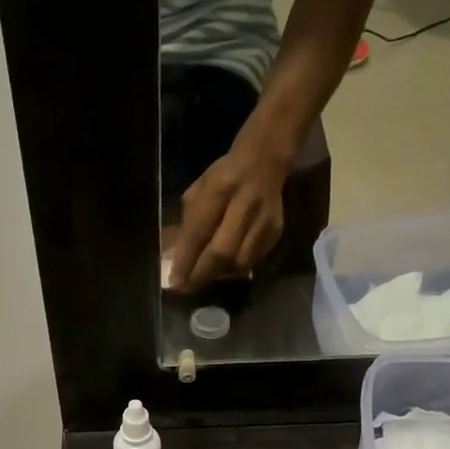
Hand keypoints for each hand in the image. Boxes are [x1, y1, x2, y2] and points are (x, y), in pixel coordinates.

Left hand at [170, 133, 292, 291]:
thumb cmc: (224, 176)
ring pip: (239, 262)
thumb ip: (188, 222)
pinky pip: (253, 260)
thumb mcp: (199, 189)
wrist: (265, 160)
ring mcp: (264, 219)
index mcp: (220, 187)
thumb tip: (173, 258)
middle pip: (222, 252)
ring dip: (219, 275)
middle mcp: (245, 204)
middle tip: (187, 287)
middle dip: (201, 274)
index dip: (186, 259)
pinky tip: (224, 267)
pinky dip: (235, 268)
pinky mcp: (276, 231)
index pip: (199, 231)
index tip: (175, 280)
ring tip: (204, 278)